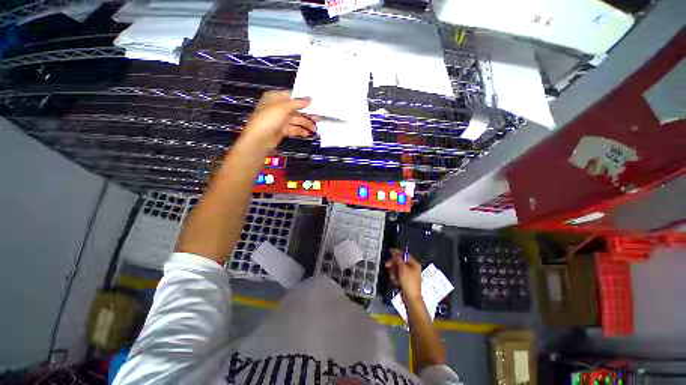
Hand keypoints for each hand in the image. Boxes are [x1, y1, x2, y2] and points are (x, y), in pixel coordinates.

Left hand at [241, 90, 317, 151]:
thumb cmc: (268, 118)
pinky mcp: (282, 130)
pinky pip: (294, 128)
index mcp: (276, 98)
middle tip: (319, 117)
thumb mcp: (283, 107)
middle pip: (296, 109)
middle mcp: (278, 107)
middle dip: (307, 114)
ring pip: (296, 120)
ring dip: (305, 124)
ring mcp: (280, 120)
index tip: (315, 103)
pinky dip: (301, 130)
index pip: (292, 96)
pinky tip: (308, 133)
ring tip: (315, 129)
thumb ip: (297, 102)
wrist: (259, 139)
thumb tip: (309, 99)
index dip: (303, 99)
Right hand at [385, 249, 421, 300]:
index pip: (404, 254)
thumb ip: (398, 259)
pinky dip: (395, 277)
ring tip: (393, 277)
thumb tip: (395, 252)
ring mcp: (409, 275)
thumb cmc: (408, 281)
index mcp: (414, 264)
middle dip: (393, 264)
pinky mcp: (406, 280)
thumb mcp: (403, 268)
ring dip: (394, 271)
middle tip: (387, 265)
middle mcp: (413, 268)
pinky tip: (395, 281)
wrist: (411, 298)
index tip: (389, 252)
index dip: (397, 252)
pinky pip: (399, 275)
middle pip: (401, 261)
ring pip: (398, 268)